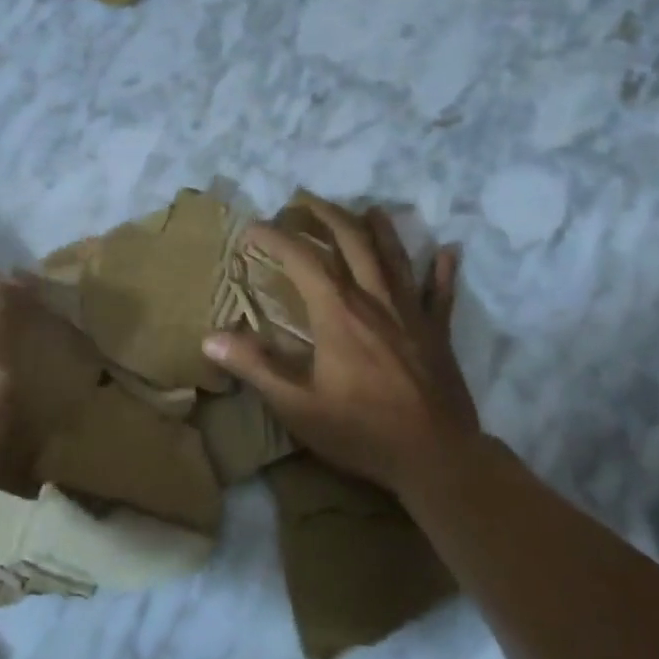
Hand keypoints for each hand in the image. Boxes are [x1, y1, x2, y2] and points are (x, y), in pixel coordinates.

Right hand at [204, 198, 480, 499]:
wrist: (435, 457)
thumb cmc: (361, 431)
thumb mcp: (298, 406)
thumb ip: (256, 368)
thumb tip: (210, 339)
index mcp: (338, 312)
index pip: (302, 258)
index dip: (275, 237)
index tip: (252, 228)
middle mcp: (375, 299)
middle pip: (353, 241)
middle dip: (327, 216)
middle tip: (306, 201)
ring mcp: (411, 312)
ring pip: (394, 256)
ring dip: (379, 228)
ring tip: (368, 209)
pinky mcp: (437, 332)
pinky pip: (441, 292)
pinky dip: (442, 269)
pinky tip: (447, 251)